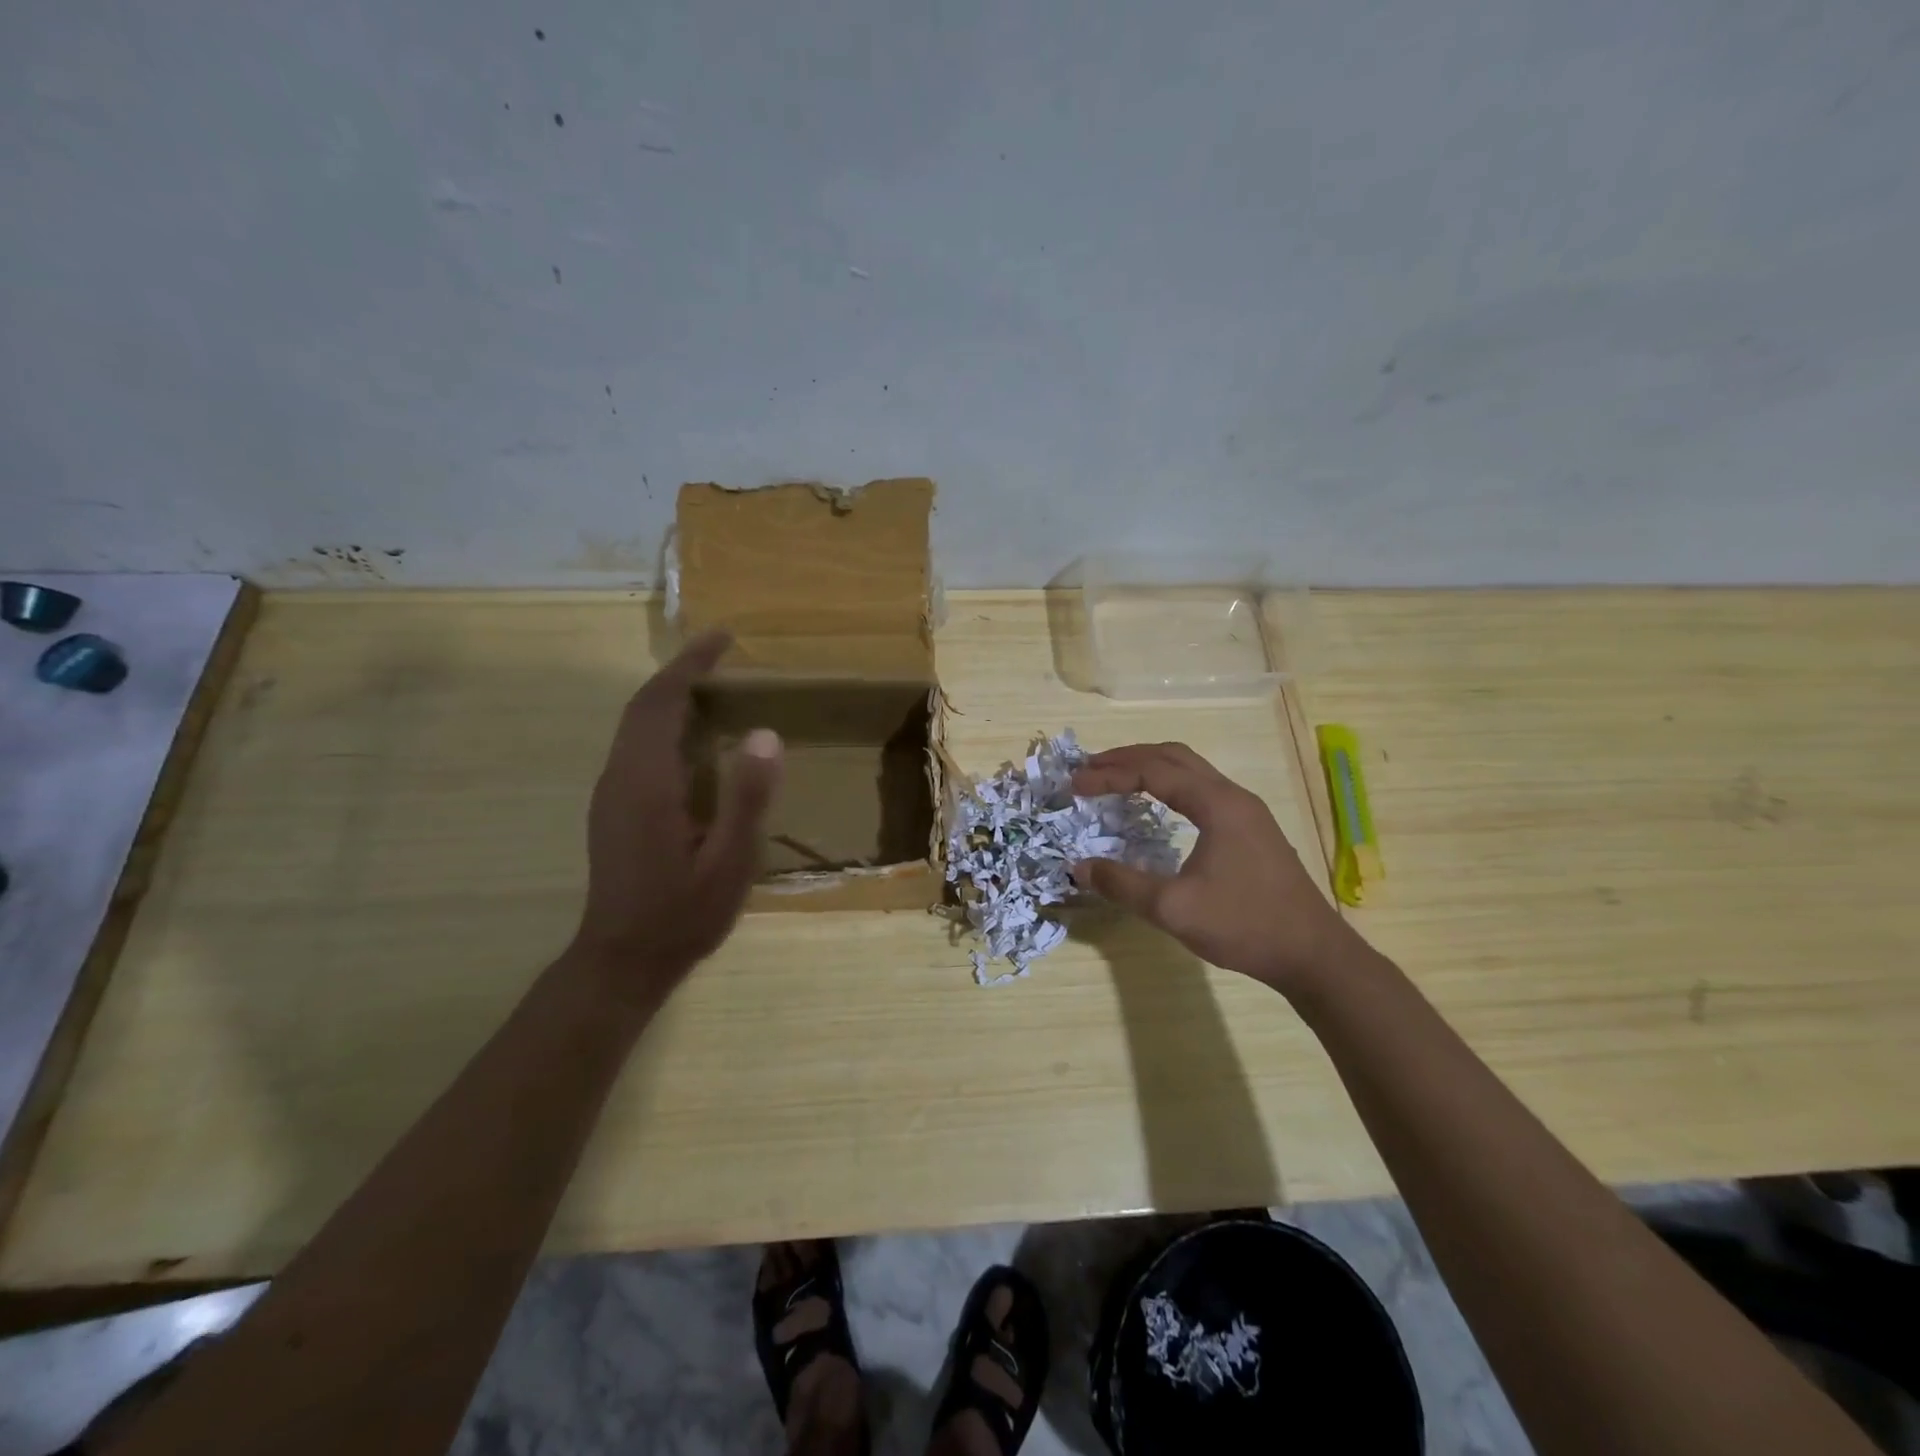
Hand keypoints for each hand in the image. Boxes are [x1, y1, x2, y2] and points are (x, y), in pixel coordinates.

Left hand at [570, 631, 782, 997]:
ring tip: (713, 685)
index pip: (662, 702)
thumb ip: (747, 798)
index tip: (723, 638)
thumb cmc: (683, 915)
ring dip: (670, 695)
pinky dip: (663, 722)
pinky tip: (693, 738)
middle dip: (680, 671)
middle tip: (722, 653)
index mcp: (646, 782)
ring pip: (635, 725)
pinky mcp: (613, 809)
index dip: (690, 664)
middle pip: (643, 706)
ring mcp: (611, 793)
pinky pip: (636, 746)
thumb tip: (766, 734)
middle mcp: (620, 777)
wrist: (622, 961)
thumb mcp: (729, 862)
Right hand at [1071, 742, 1358, 995]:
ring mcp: (1246, 811)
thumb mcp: (1173, 909)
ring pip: (1190, 770)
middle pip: (1173, 756)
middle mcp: (1233, 796)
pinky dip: (1169, 785)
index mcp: (1217, 804)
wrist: (1313, 954)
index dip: (1110, 774)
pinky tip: (1155, 806)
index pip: (1153, 771)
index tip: (1075, 785)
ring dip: (1149, 768)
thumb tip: (1078, 866)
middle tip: (1089, 769)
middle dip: (1127, 758)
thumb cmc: (1244, 926)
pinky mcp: (1251, 829)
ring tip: (1113, 779)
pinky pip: (1202, 788)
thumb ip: (1122, 884)